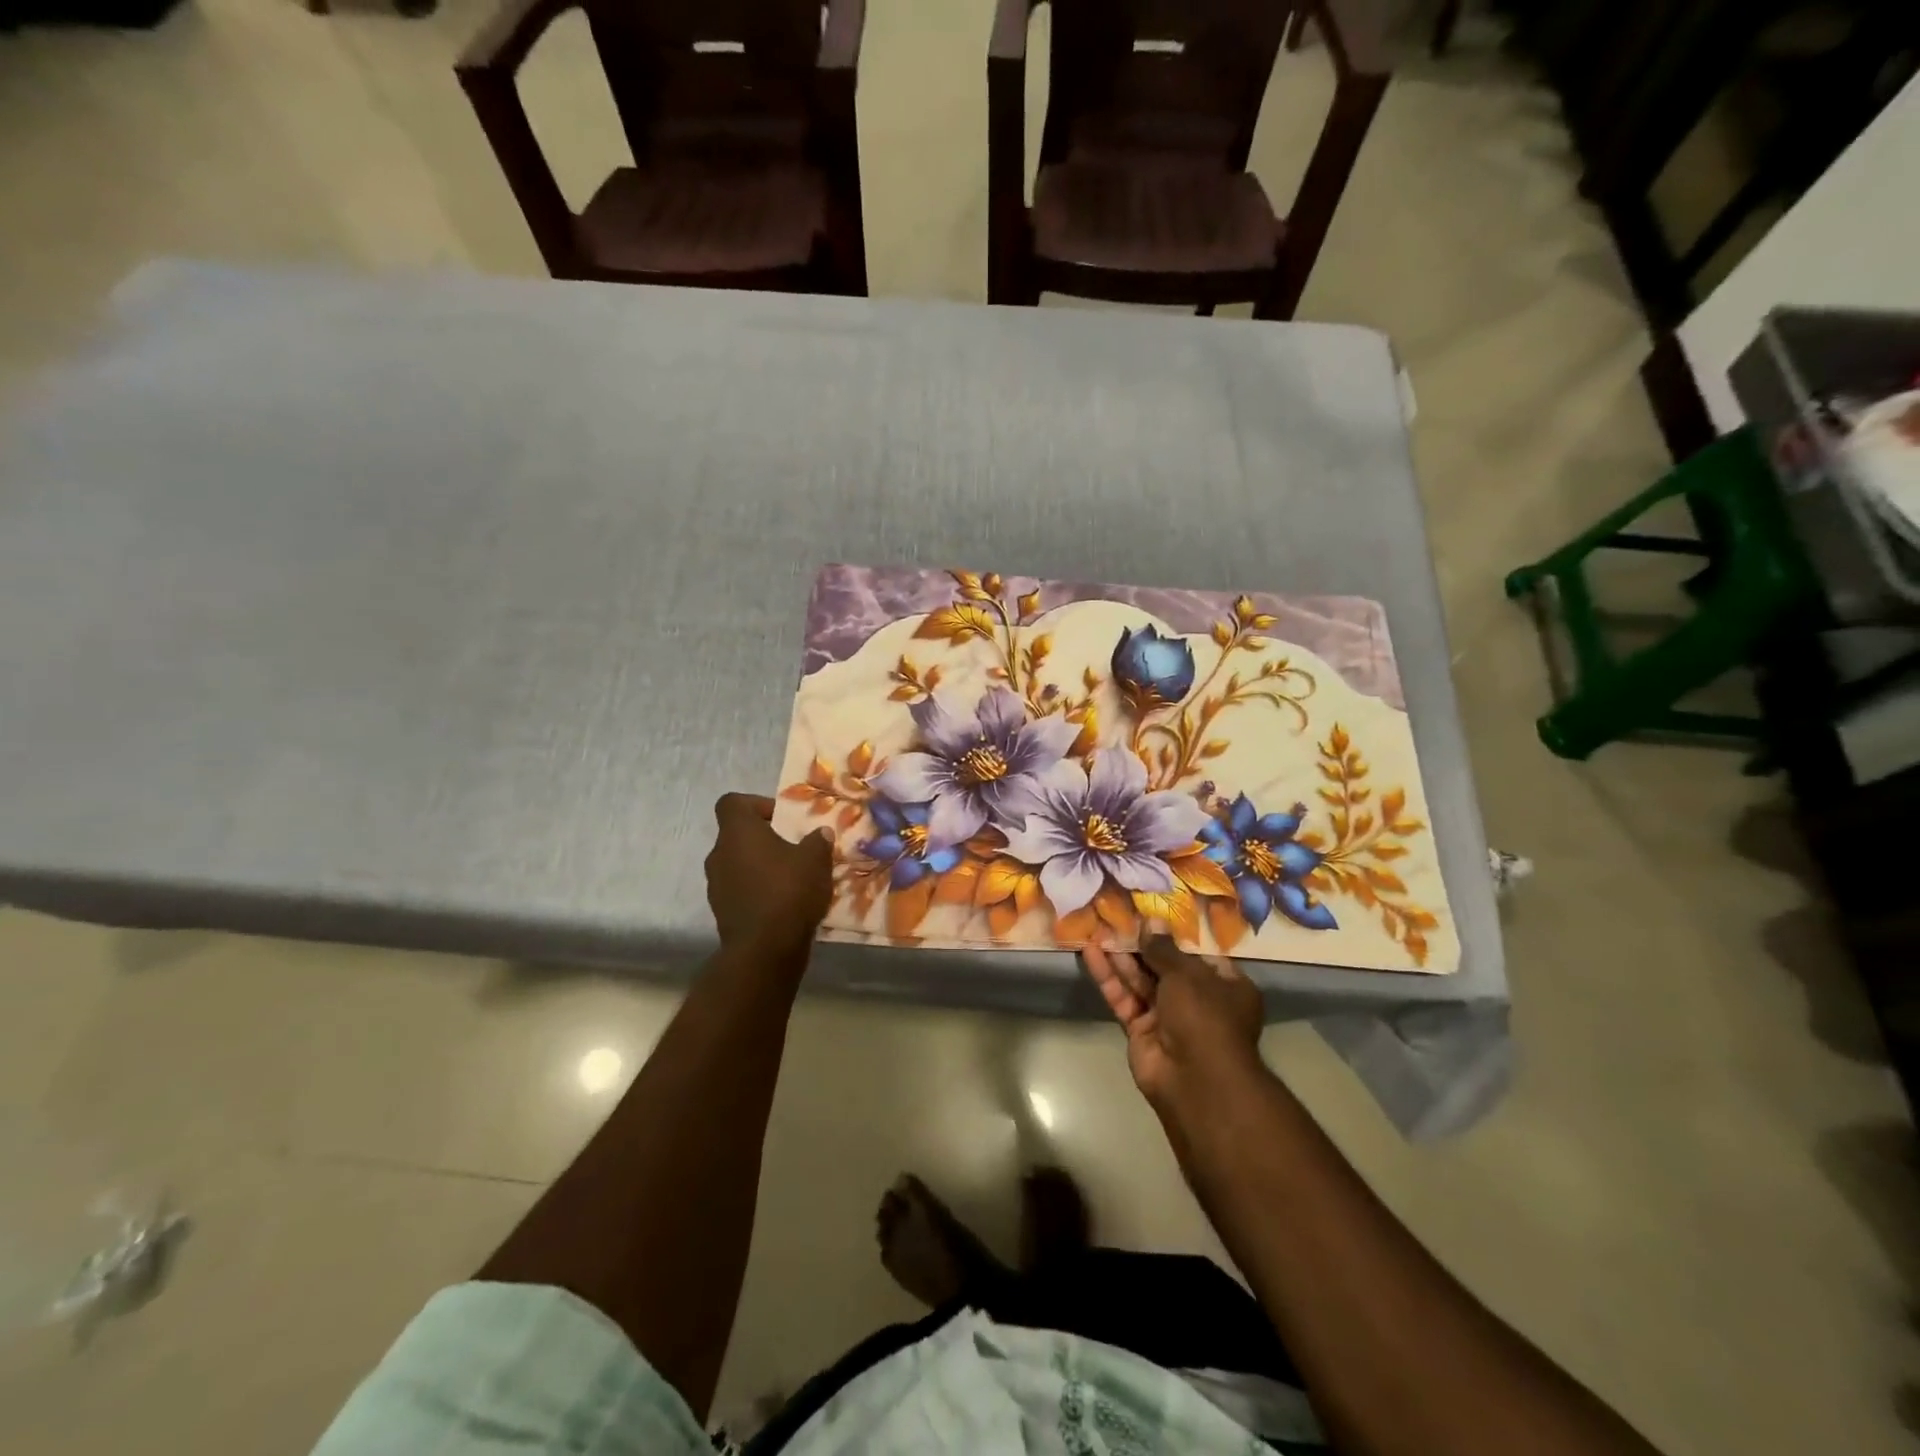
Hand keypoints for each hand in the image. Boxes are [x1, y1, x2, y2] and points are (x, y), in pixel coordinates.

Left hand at [704, 793, 834, 956]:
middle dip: (764, 839)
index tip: (780, 818)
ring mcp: (716, 885)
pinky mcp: (722, 912)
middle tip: (792, 848)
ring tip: (791, 878)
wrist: (765, 950)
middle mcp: (719, 854)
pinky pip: (740, 890)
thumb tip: (820, 833)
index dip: (755, 804)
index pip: (732, 803)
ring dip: (760, 867)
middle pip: (737, 835)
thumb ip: (818, 841)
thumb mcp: (816, 860)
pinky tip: (783, 903)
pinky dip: (757, 891)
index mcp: (738, 833)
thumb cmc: (789, 891)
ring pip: (738, 864)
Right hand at [1082, 931, 1264, 1115]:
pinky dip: (1108, 977)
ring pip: (1140, 980)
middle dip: (1140, 944)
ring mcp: (1167, 1017)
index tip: (1150, 914)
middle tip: (1116, 916)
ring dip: (1120, 956)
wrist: (1195, 1081)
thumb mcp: (1187, 974)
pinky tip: (1091, 952)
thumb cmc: (1205, 1017)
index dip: (1173, 935)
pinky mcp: (1140, 1030)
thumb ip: (1163, 949)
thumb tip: (1151, 921)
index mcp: (1225, 986)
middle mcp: (1198, 1001)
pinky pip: (1123, 997)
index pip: (1198, 954)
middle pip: (1164, 966)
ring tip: (1097, 927)